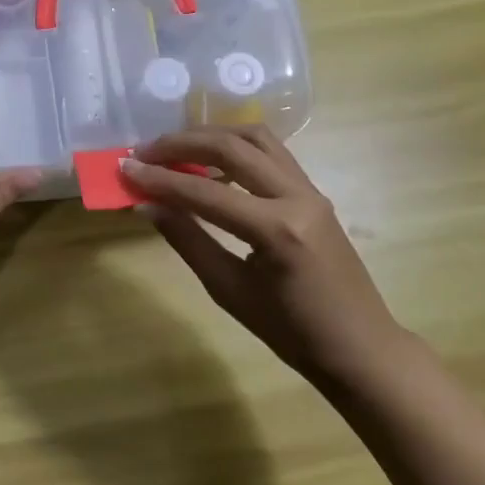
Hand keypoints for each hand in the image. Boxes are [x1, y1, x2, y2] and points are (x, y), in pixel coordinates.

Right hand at [122, 126, 401, 381]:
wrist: (359, 348)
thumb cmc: (292, 333)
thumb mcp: (229, 291)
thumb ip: (187, 240)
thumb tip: (147, 205)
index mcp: (277, 230)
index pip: (204, 192)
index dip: (159, 179)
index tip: (125, 168)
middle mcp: (297, 196)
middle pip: (232, 148)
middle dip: (182, 144)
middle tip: (145, 151)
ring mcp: (310, 190)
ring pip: (255, 138)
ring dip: (211, 136)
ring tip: (175, 149)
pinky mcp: (313, 192)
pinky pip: (271, 153)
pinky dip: (236, 148)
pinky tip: (211, 164)